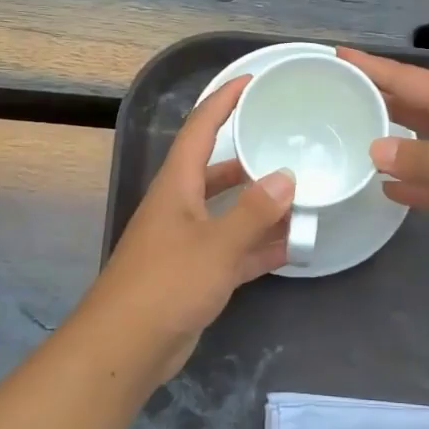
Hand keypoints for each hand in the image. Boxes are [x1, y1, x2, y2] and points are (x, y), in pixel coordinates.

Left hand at [78, 76, 295, 380]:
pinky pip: (234, 250)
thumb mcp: (217, 245)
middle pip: (217, 170)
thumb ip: (254, 213)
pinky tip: (293, 246)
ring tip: (302, 194)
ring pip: (229, 213)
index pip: (200, 129)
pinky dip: (260, 246)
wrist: (126, 347)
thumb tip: (286, 178)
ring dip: (261, 206)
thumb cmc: (166, 284)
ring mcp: (187, 242)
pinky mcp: (195, 274)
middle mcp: (180, 207)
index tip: (252, 81)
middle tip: (289, 145)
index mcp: (176, 186)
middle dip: (249, 156)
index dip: (223, 101)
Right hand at [340, 48, 428, 265]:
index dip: (372, 68)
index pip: (407, 80)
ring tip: (349, 141)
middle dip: (376, 101)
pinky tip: (387, 189)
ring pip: (422, 146)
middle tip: (332, 97)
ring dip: (391, 146)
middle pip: (411, 108)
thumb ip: (419, 158)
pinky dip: (415, 184)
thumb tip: (375, 149)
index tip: (336, 56)